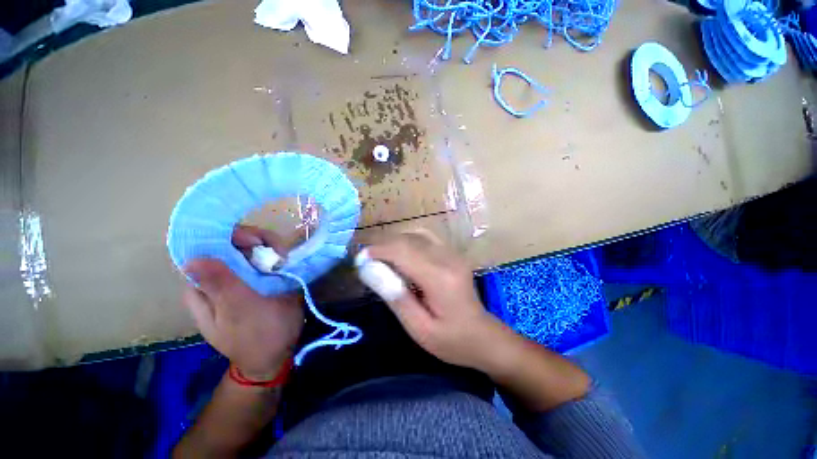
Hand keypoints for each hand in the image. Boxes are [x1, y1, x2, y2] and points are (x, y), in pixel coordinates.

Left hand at [182, 226, 303, 379]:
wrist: (277, 355)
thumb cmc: (258, 336)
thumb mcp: (239, 311)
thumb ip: (220, 285)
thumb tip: (192, 258)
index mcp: (203, 287)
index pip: (207, 248)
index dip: (231, 237)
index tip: (256, 241)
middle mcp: (216, 280)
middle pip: (230, 245)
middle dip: (255, 241)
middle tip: (278, 252)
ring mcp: (238, 280)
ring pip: (249, 250)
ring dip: (268, 248)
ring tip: (284, 259)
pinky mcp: (257, 281)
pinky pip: (263, 260)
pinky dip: (275, 256)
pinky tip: (285, 262)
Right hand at [368, 230, 590, 410]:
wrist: (483, 337)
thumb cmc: (451, 341)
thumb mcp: (419, 328)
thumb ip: (395, 296)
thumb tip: (370, 270)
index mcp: (439, 278)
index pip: (403, 251)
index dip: (378, 251)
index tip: (360, 260)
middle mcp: (447, 258)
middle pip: (408, 239)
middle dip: (383, 245)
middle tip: (366, 259)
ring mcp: (453, 253)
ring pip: (417, 234)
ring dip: (395, 241)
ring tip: (380, 256)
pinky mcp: (453, 253)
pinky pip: (427, 236)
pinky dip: (408, 239)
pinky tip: (401, 252)